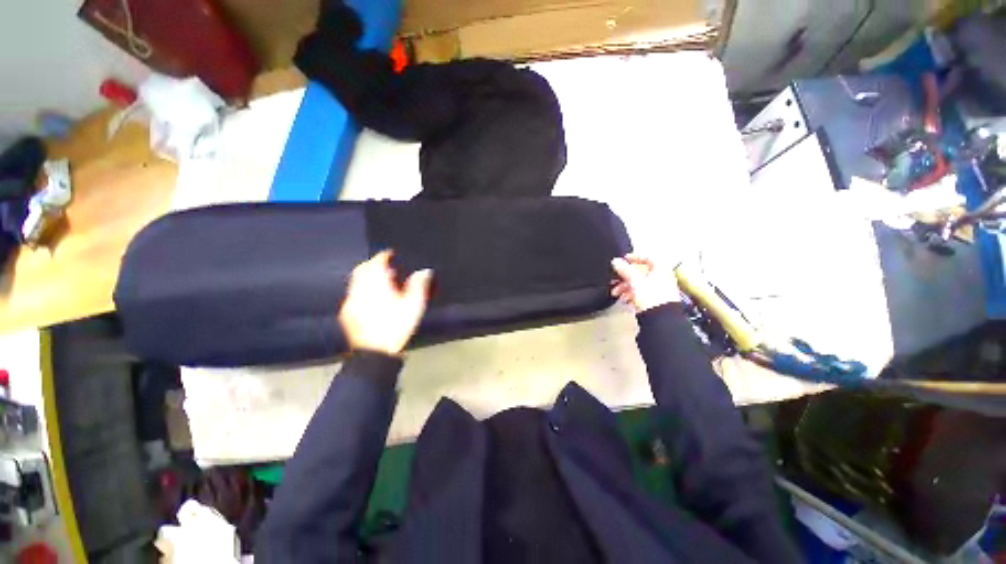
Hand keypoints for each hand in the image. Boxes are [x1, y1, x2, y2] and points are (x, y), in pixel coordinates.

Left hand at [339, 250, 431, 355]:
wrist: (375, 352)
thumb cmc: (397, 326)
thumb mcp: (414, 305)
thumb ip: (419, 285)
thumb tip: (425, 271)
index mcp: (376, 285)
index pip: (376, 263)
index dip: (384, 256)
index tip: (391, 254)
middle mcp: (360, 289)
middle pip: (362, 269)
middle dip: (373, 264)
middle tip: (386, 266)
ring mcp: (351, 301)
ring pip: (356, 281)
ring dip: (367, 277)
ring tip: (381, 282)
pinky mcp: (346, 313)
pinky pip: (353, 294)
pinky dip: (362, 289)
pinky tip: (371, 298)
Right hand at [610, 254, 680, 312]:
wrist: (659, 317)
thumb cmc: (653, 298)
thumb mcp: (635, 280)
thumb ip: (624, 270)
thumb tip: (616, 261)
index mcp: (661, 269)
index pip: (647, 257)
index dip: (634, 257)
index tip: (624, 259)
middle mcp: (662, 277)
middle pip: (640, 272)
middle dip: (625, 276)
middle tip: (615, 278)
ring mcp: (659, 289)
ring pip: (638, 283)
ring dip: (625, 286)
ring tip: (616, 292)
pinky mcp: (655, 299)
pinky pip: (640, 293)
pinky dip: (631, 294)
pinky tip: (624, 298)